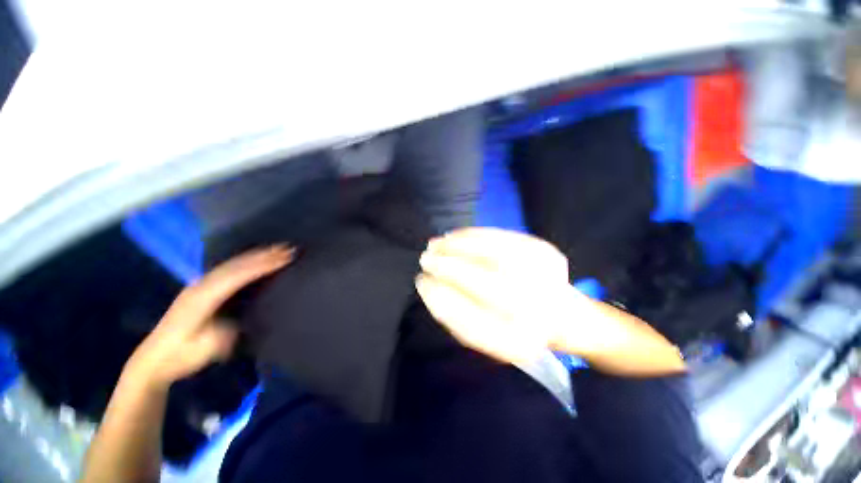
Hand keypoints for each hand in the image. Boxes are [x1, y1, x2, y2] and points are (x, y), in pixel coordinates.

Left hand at [123, 245, 294, 390]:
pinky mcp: (200, 289)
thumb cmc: (180, 356)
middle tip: (287, 248)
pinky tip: (254, 259)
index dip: (261, 266)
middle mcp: (200, 286)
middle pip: (235, 266)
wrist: (152, 360)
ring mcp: (198, 286)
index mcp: (202, 299)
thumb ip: (225, 331)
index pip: (237, 276)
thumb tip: (242, 319)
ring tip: (277, 249)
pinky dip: (245, 261)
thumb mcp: (205, 350)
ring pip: (230, 265)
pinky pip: (227, 269)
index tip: (284, 259)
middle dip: (262, 255)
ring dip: (255, 255)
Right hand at [416, 228, 581, 363]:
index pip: (469, 319)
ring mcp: (544, 275)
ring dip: (456, 245)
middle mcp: (537, 309)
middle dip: (446, 266)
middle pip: (482, 281)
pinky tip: (455, 235)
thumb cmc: (517, 330)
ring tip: (436, 243)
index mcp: (520, 341)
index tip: (421, 282)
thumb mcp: (484, 338)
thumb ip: (454, 318)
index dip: (440, 297)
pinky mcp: (544, 250)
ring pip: (490, 252)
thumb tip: (428, 286)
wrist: (565, 316)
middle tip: (425, 258)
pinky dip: (473, 234)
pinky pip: (500, 236)